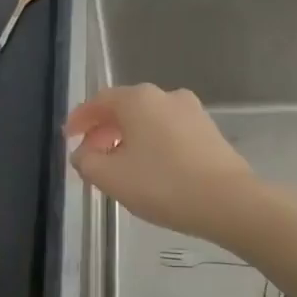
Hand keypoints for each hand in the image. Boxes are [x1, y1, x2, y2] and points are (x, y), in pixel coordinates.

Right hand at [65, 84, 256, 238]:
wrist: (228, 200)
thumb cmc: (163, 184)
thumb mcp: (111, 178)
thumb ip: (87, 161)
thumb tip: (83, 152)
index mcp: (139, 99)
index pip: (100, 101)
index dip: (80, 119)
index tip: (68, 137)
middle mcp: (166, 95)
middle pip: (125, 108)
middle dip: (104, 130)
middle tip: (91, 156)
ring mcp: (192, 111)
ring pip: (149, 120)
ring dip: (129, 138)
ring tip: (119, 166)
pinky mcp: (209, 131)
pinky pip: (169, 131)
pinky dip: (152, 144)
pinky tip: (150, 169)